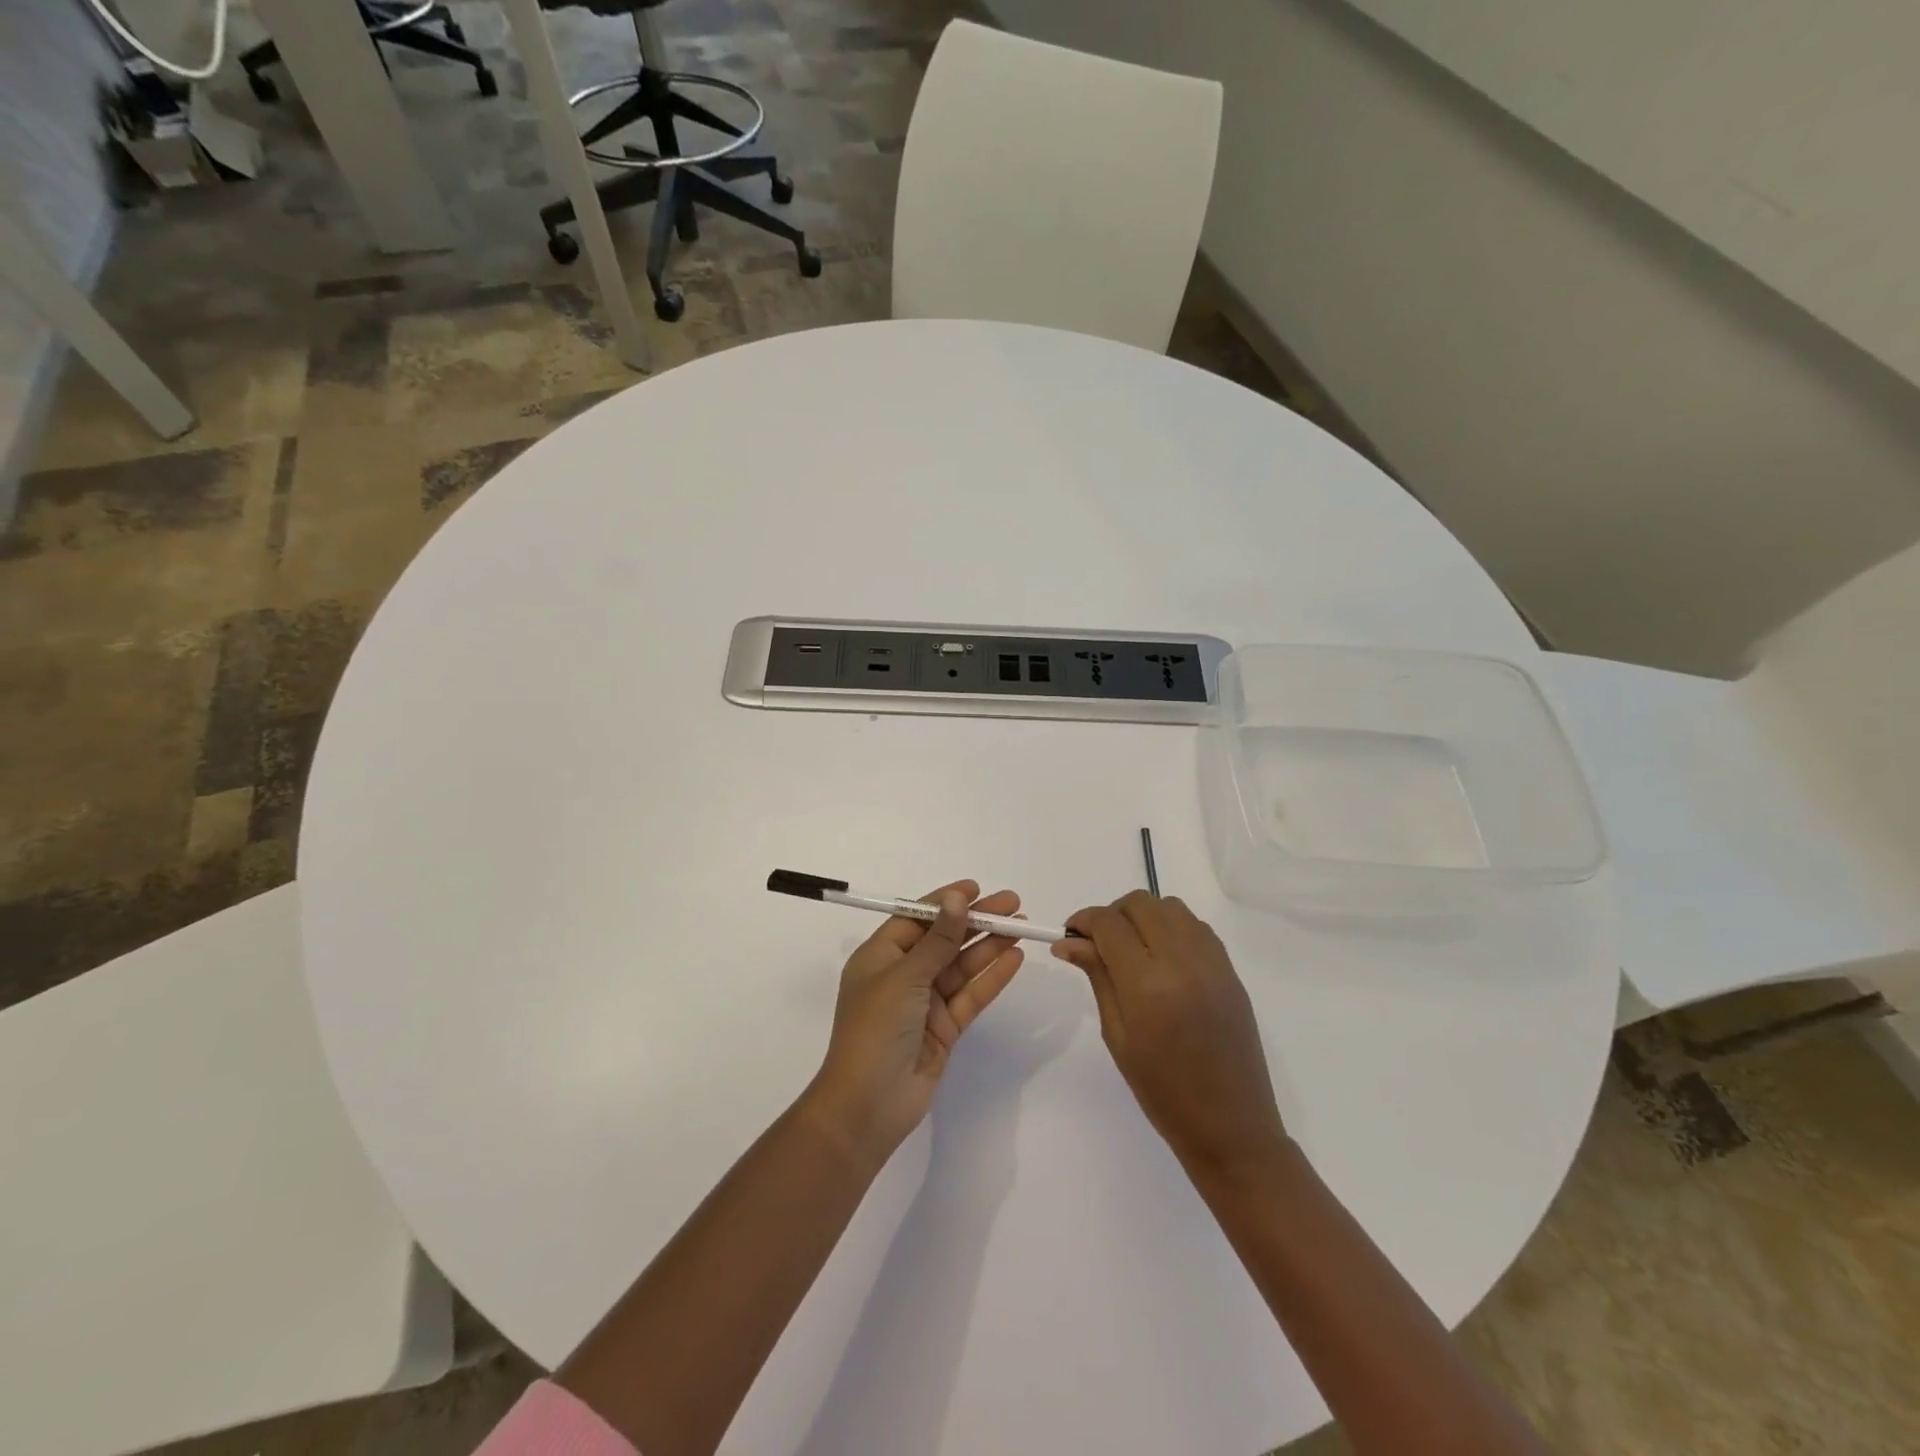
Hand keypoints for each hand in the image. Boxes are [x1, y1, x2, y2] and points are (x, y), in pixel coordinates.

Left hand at [806, 880, 1024, 1166]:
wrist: (868, 1105)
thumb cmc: (875, 1029)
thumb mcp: (905, 976)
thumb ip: (938, 939)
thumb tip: (956, 898)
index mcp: (880, 957)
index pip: (916, 918)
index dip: (945, 902)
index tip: (976, 889)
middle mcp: (902, 975)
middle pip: (944, 939)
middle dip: (976, 921)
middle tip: (1013, 904)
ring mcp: (924, 1003)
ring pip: (962, 966)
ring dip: (989, 945)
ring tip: (1022, 927)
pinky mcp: (944, 1028)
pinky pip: (971, 995)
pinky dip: (992, 977)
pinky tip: (1014, 958)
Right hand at [1052, 892, 1286, 1174]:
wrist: (1231, 1126)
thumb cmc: (1162, 1091)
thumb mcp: (1118, 1035)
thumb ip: (1097, 977)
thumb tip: (1068, 942)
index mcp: (1148, 984)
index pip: (1109, 924)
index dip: (1084, 921)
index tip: (1070, 935)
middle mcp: (1182, 961)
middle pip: (1140, 904)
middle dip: (1112, 914)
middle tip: (1098, 944)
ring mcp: (1212, 962)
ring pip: (1170, 907)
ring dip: (1143, 916)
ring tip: (1131, 949)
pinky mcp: (1230, 969)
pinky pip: (1195, 926)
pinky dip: (1171, 927)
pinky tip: (1162, 958)